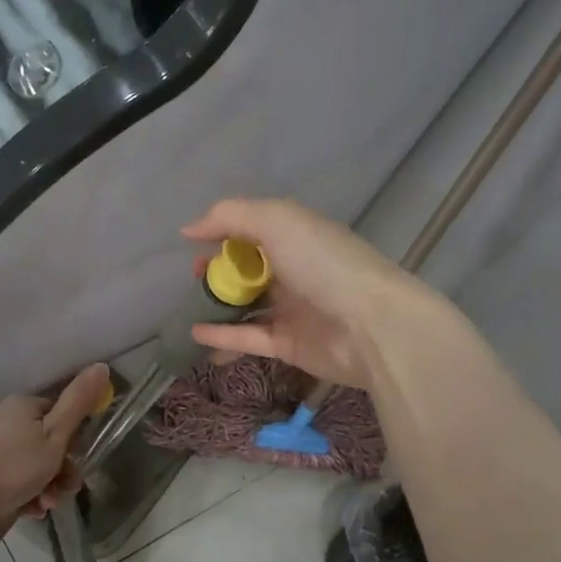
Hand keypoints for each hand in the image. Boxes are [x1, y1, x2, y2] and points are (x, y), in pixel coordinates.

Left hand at [0, 363, 112, 528]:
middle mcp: (9, 419)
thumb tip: (101, 366)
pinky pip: (16, 478)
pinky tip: (29, 510)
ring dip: (47, 487)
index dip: (76, 440)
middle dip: (62, 471)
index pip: (64, 415)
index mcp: (26, 405)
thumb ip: (78, 404)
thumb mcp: (54, 436)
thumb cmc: (12, 466)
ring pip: (34, 465)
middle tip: (64, 492)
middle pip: (50, 444)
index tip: (79, 462)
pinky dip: (27, 493)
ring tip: (44, 506)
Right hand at [182, 198, 426, 389]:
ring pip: (247, 305)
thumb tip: (190, 229)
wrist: (370, 327)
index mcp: (298, 236)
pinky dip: (222, 336)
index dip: (223, 232)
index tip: (192, 243)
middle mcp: (296, 270)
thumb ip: (231, 216)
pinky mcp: (288, 345)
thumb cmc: (324, 264)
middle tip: (195, 276)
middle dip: (219, 271)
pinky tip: (196, 333)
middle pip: (249, 268)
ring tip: (191, 306)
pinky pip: (248, 337)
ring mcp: (292, 310)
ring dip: (218, 305)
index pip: (255, 228)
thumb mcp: (277, 221)